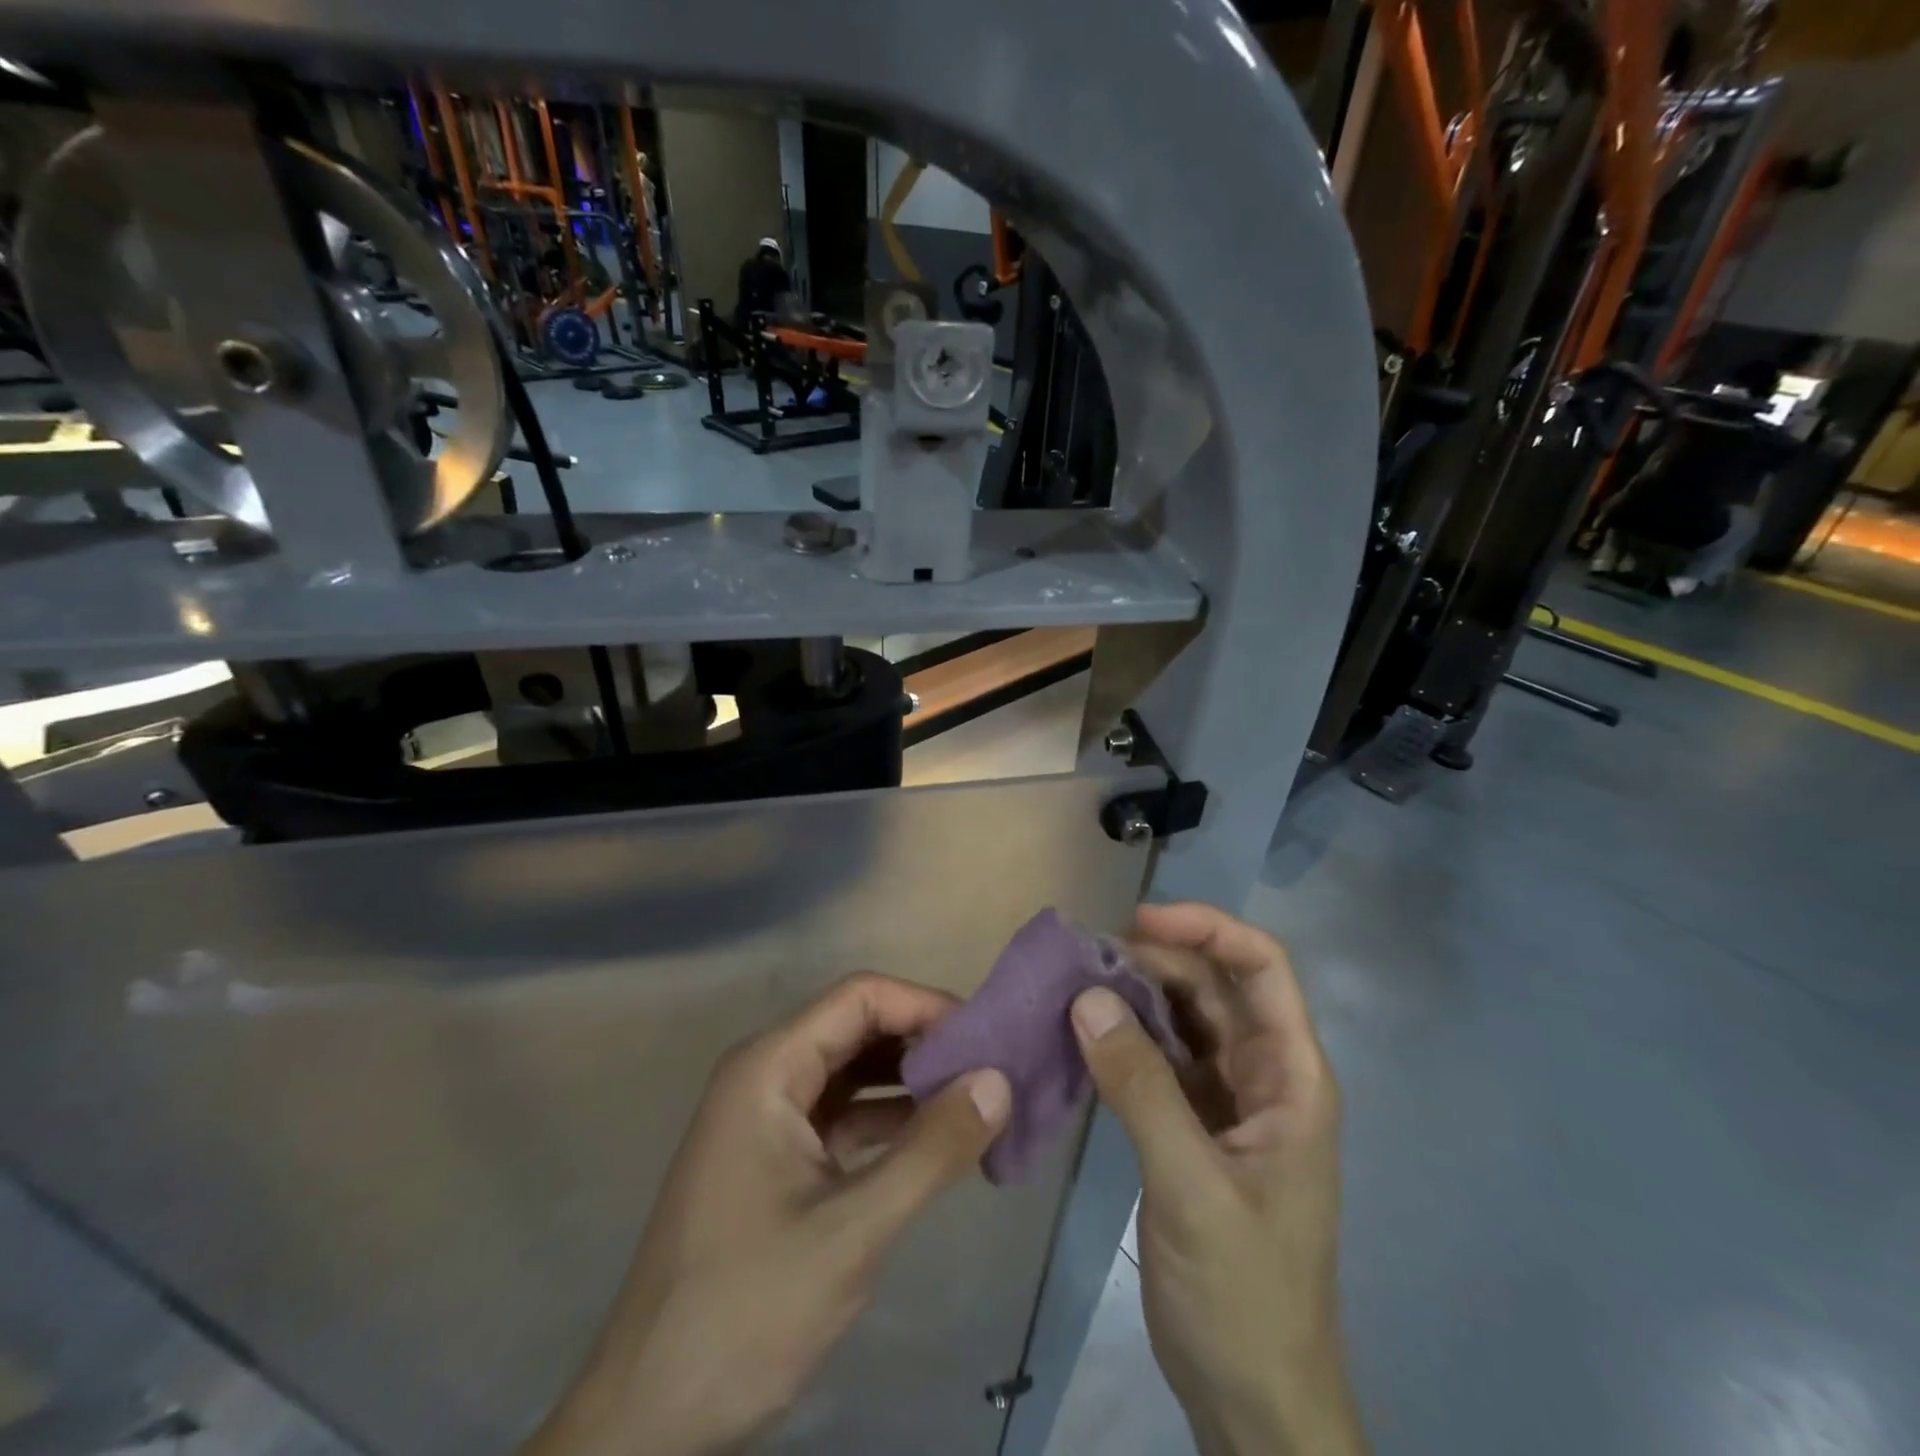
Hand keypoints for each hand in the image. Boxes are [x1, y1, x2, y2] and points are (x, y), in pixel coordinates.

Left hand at [523, 974, 1011, 1455]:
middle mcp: (766, 1075)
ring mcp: (770, 1118)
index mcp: (769, 1067)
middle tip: (994, 1071)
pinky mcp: (778, 1159)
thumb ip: (930, 1151)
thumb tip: (999, 1081)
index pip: (860, 998)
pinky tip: (939, 1142)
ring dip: (913, 1083)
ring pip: (855, 1072)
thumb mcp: (851, 1231)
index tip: (987, 1039)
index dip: (925, 1006)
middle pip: (858, 1029)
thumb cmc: (745, 1312)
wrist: (649, 1421)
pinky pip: (845, 1116)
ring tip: (979, 1102)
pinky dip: (892, 1122)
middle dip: (925, 1043)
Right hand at [1071, 903, 1365, 1455]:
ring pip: (1182, 1018)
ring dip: (1133, 995)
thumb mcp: (1191, 1186)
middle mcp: (1264, 1074)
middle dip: (1155, 959)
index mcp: (1292, 1077)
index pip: (1263, 969)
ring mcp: (1228, 1099)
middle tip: (1083, 958)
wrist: (1251, 1397)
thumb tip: (1086, 996)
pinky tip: (1082, 1033)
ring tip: (1073, 985)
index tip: (1139, 921)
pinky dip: (1123, 1037)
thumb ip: (1141, 1087)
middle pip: (1214, 986)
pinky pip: (1159, 1057)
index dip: (1208, 929)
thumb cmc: (1243, 1293)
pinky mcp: (1193, 1124)